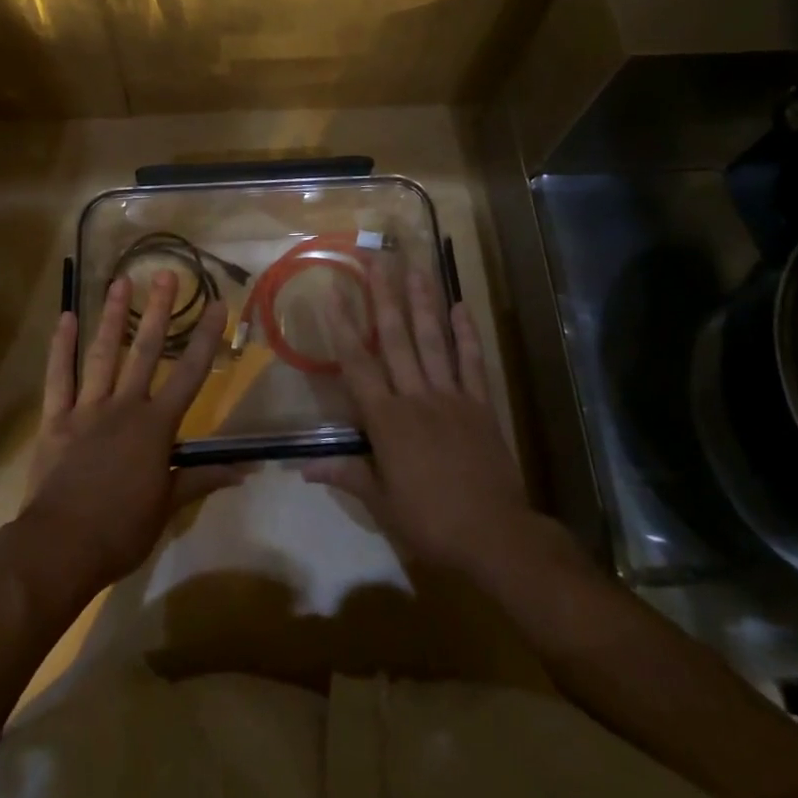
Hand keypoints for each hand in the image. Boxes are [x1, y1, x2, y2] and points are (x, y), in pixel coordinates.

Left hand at [20, 271, 241, 594]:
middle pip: (146, 351)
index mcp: (156, 426)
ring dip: (112, 317)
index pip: (190, 374)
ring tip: (119, 282)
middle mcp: (124, 407)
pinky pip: (58, 378)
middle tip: (166, 275)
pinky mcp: (55, 419)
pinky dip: (60, 348)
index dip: (206, 338)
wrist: (59, 547)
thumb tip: (246, 468)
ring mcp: (87, 409)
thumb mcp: (168, 507)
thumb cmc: (121, 530)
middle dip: (159, 311)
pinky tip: (64, 319)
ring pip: (102, 354)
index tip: (218, 304)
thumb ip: (203, 478)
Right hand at [304, 259, 543, 580]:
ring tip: (415, 268)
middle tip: (376, 260)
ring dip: (422, 303)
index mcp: (387, 420)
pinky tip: (461, 306)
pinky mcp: (480, 405)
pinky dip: (467, 334)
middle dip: (383, 297)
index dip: (342, 327)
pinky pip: (472, 363)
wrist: (495, 536)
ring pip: (432, 341)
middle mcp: (416, 397)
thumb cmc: (430, 522)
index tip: (332, 293)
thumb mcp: (382, 504)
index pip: (358, 365)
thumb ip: (346, 475)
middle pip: (396, 339)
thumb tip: (302, 468)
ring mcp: (451, 397)